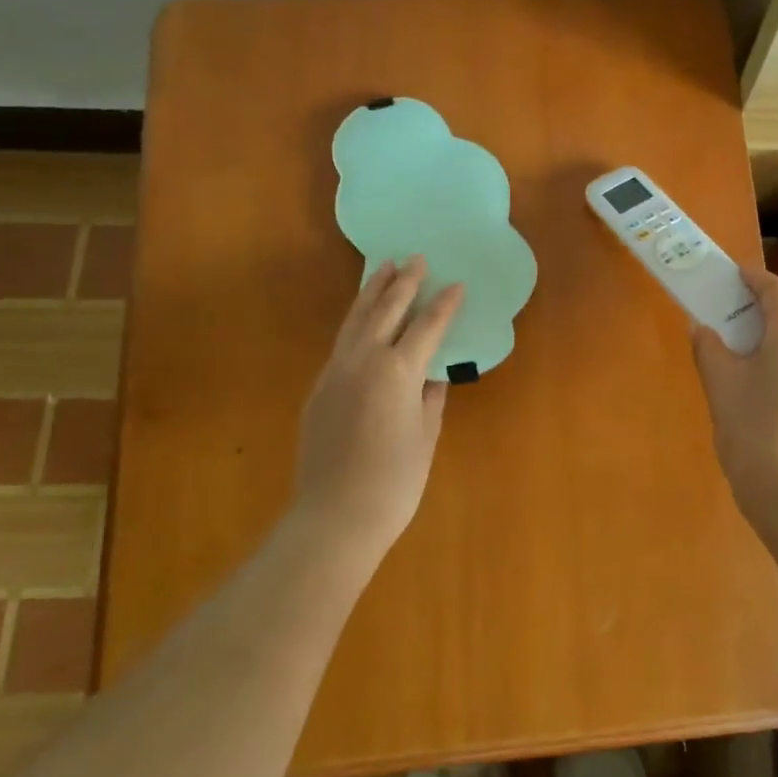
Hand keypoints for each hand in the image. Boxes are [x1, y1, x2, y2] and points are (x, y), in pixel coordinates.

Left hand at [294, 256, 463, 553]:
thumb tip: (434, 374)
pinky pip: (341, 342)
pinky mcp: (319, 388)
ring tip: (384, 268)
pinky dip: (355, 320)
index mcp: (398, 371)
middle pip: (386, 310)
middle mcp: (364, 361)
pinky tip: (363, 318)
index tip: (458, 284)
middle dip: (404, 283)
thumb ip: (431, 397)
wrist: (334, 517)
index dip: (445, 305)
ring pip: (355, 320)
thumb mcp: (425, 436)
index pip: (427, 327)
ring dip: (372, 292)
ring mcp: (336, 372)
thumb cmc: (395, 481)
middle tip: (417, 259)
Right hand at [690, 269, 777, 517]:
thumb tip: (701, 326)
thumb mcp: (721, 384)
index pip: (776, 291)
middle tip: (743, 296)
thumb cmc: (752, 430)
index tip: (733, 275)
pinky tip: (772, 362)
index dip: (754, 278)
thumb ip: (709, 347)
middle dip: (775, 292)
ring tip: (755, 327)